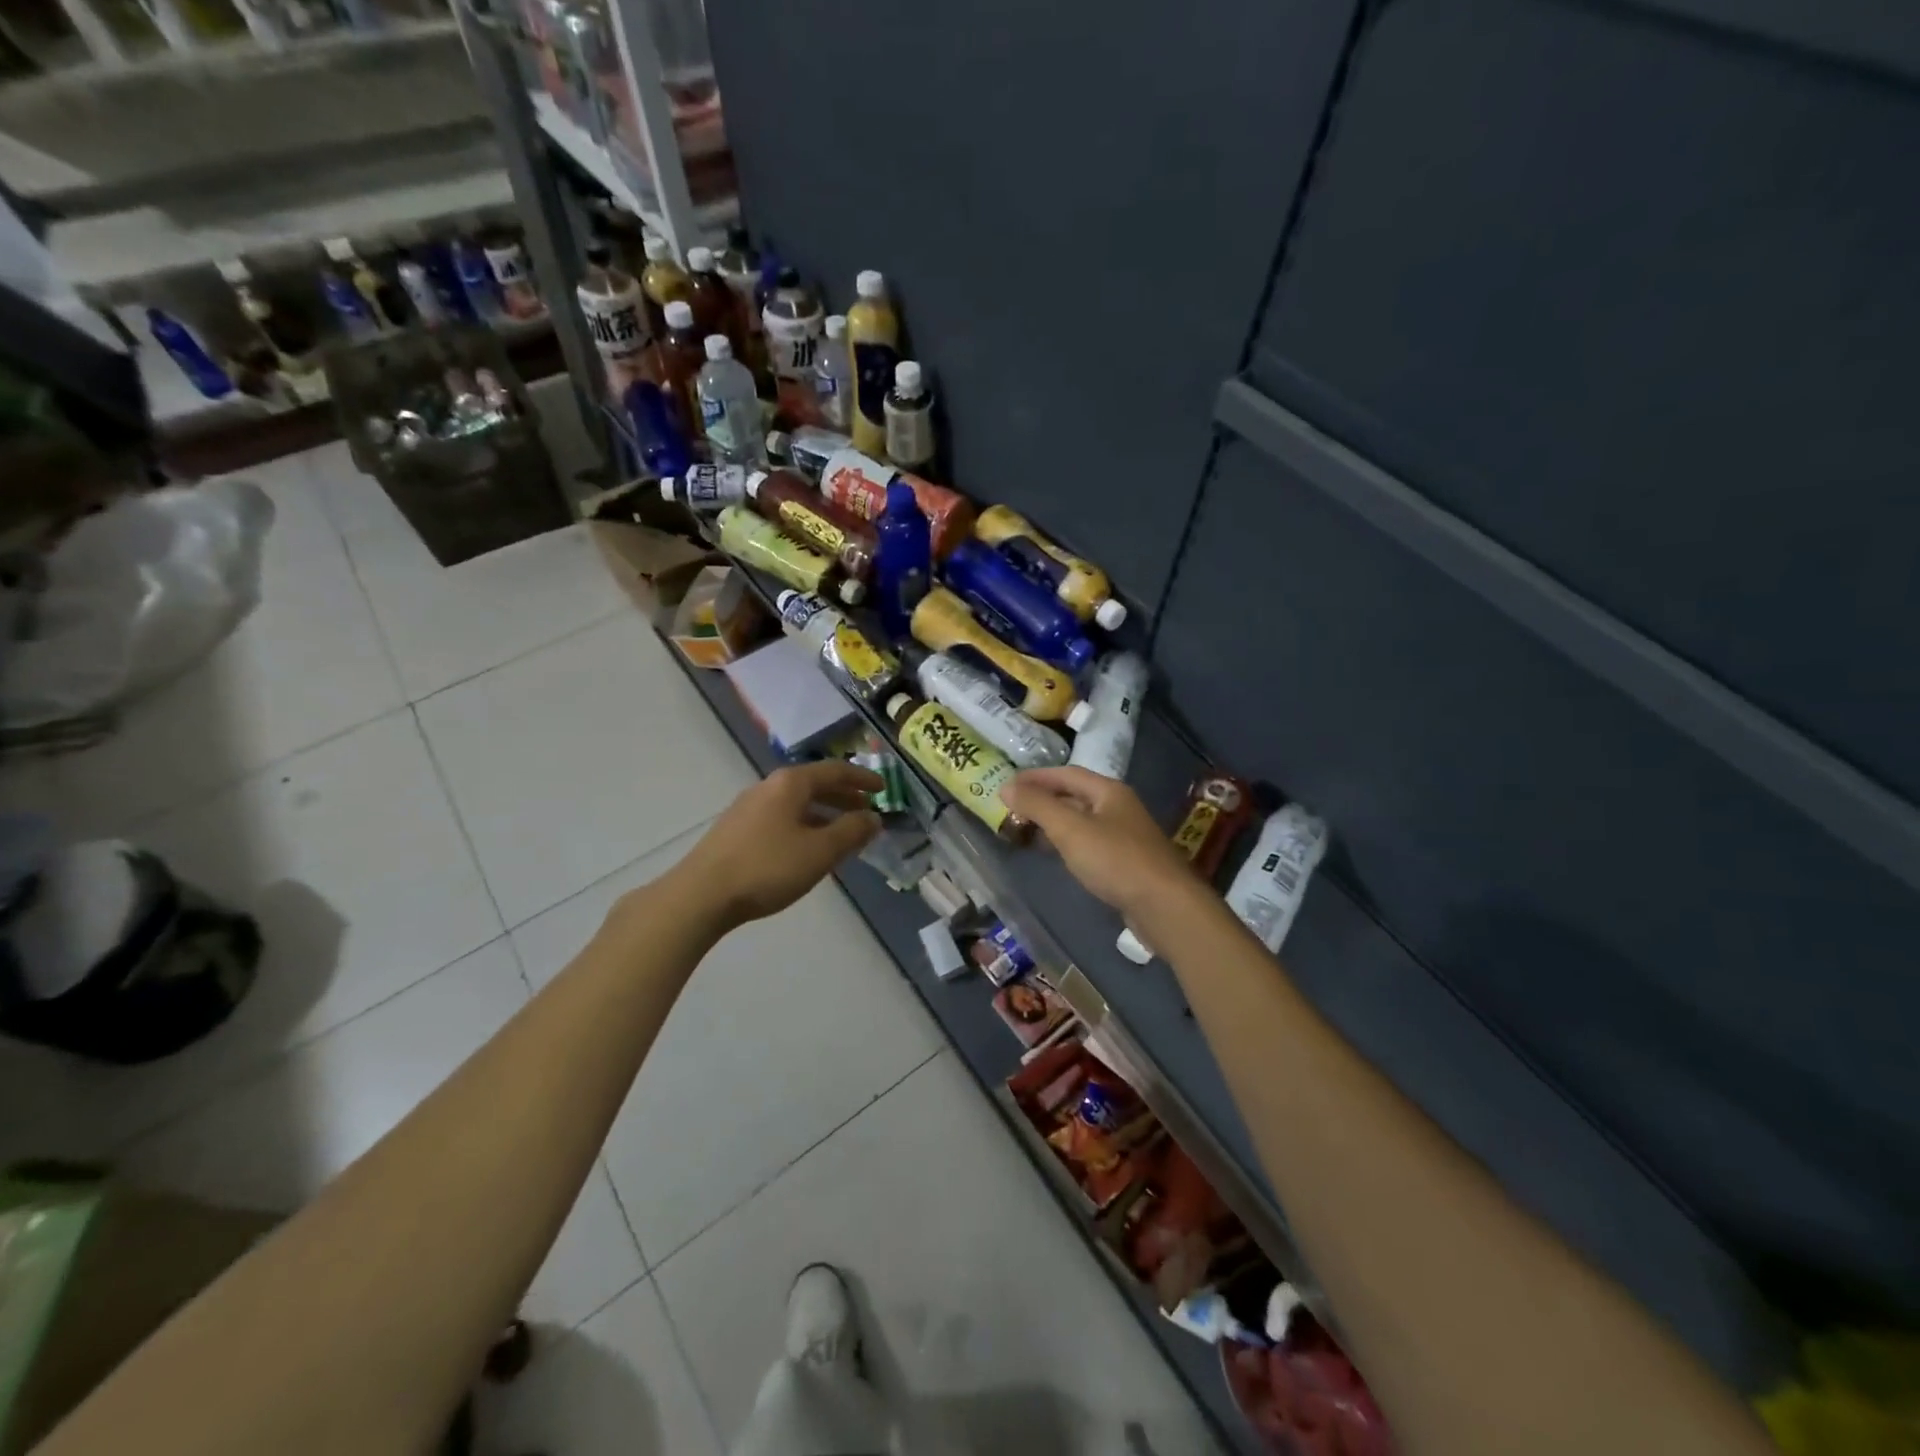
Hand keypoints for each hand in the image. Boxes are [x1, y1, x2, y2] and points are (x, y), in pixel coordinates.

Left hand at [668, 762, 882, 930]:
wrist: (701, 895)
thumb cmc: (767, 867)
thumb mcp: (819, 851)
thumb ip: (851, 832)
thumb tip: (873, 818)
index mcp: (790, 783)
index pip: (835, 770)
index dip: (863, 778)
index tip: (884, 789)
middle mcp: (768, 787)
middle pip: (814, 784)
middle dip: (844, 797)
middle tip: (867, 813)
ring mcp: (748, 808)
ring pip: (797, 803)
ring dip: (824, 814)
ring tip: (842, 835)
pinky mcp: (736, 830)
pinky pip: (781, 818)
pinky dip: (804, 825)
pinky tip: (807, 849)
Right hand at [1000, 767, 1202, 923]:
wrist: (1164, 905)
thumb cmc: (1115, 860)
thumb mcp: (1070, 829)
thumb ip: (1037, 806)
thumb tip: (1007, 786)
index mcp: (1108, 791)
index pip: (1066, 774)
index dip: (1036, 776)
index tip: (1008, 783)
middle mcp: (1119, 807)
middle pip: (1075, 795)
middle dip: (1043, 799)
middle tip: (1011, 808)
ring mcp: (1125, 835)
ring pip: (1082, 821)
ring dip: (1053, 822)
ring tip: (1025, 830)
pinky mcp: (1126, 862)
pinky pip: (1089, 843)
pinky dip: (1067, 843)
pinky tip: (1055, 855)